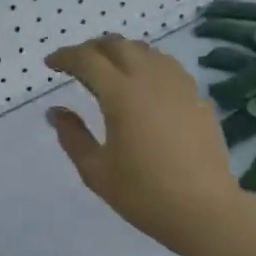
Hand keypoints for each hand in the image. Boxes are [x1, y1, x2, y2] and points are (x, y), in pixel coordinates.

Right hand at [45, 34, 244, 246]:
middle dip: (92, 48)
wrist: (205, 210)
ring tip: (109, 69)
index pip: (87, 59)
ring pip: (145, 51)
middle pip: (118, 45)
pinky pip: (167, 66)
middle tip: (77, 64)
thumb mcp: (96, 171)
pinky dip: (147, 64)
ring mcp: (178, 85)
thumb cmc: (144, 193)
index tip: (50, 64)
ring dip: (121, 52)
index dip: (65, 57)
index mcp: (121, 93)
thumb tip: (56, 112)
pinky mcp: (198, 97)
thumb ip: (72, 136)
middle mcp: (150, 78)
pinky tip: (144, 83)